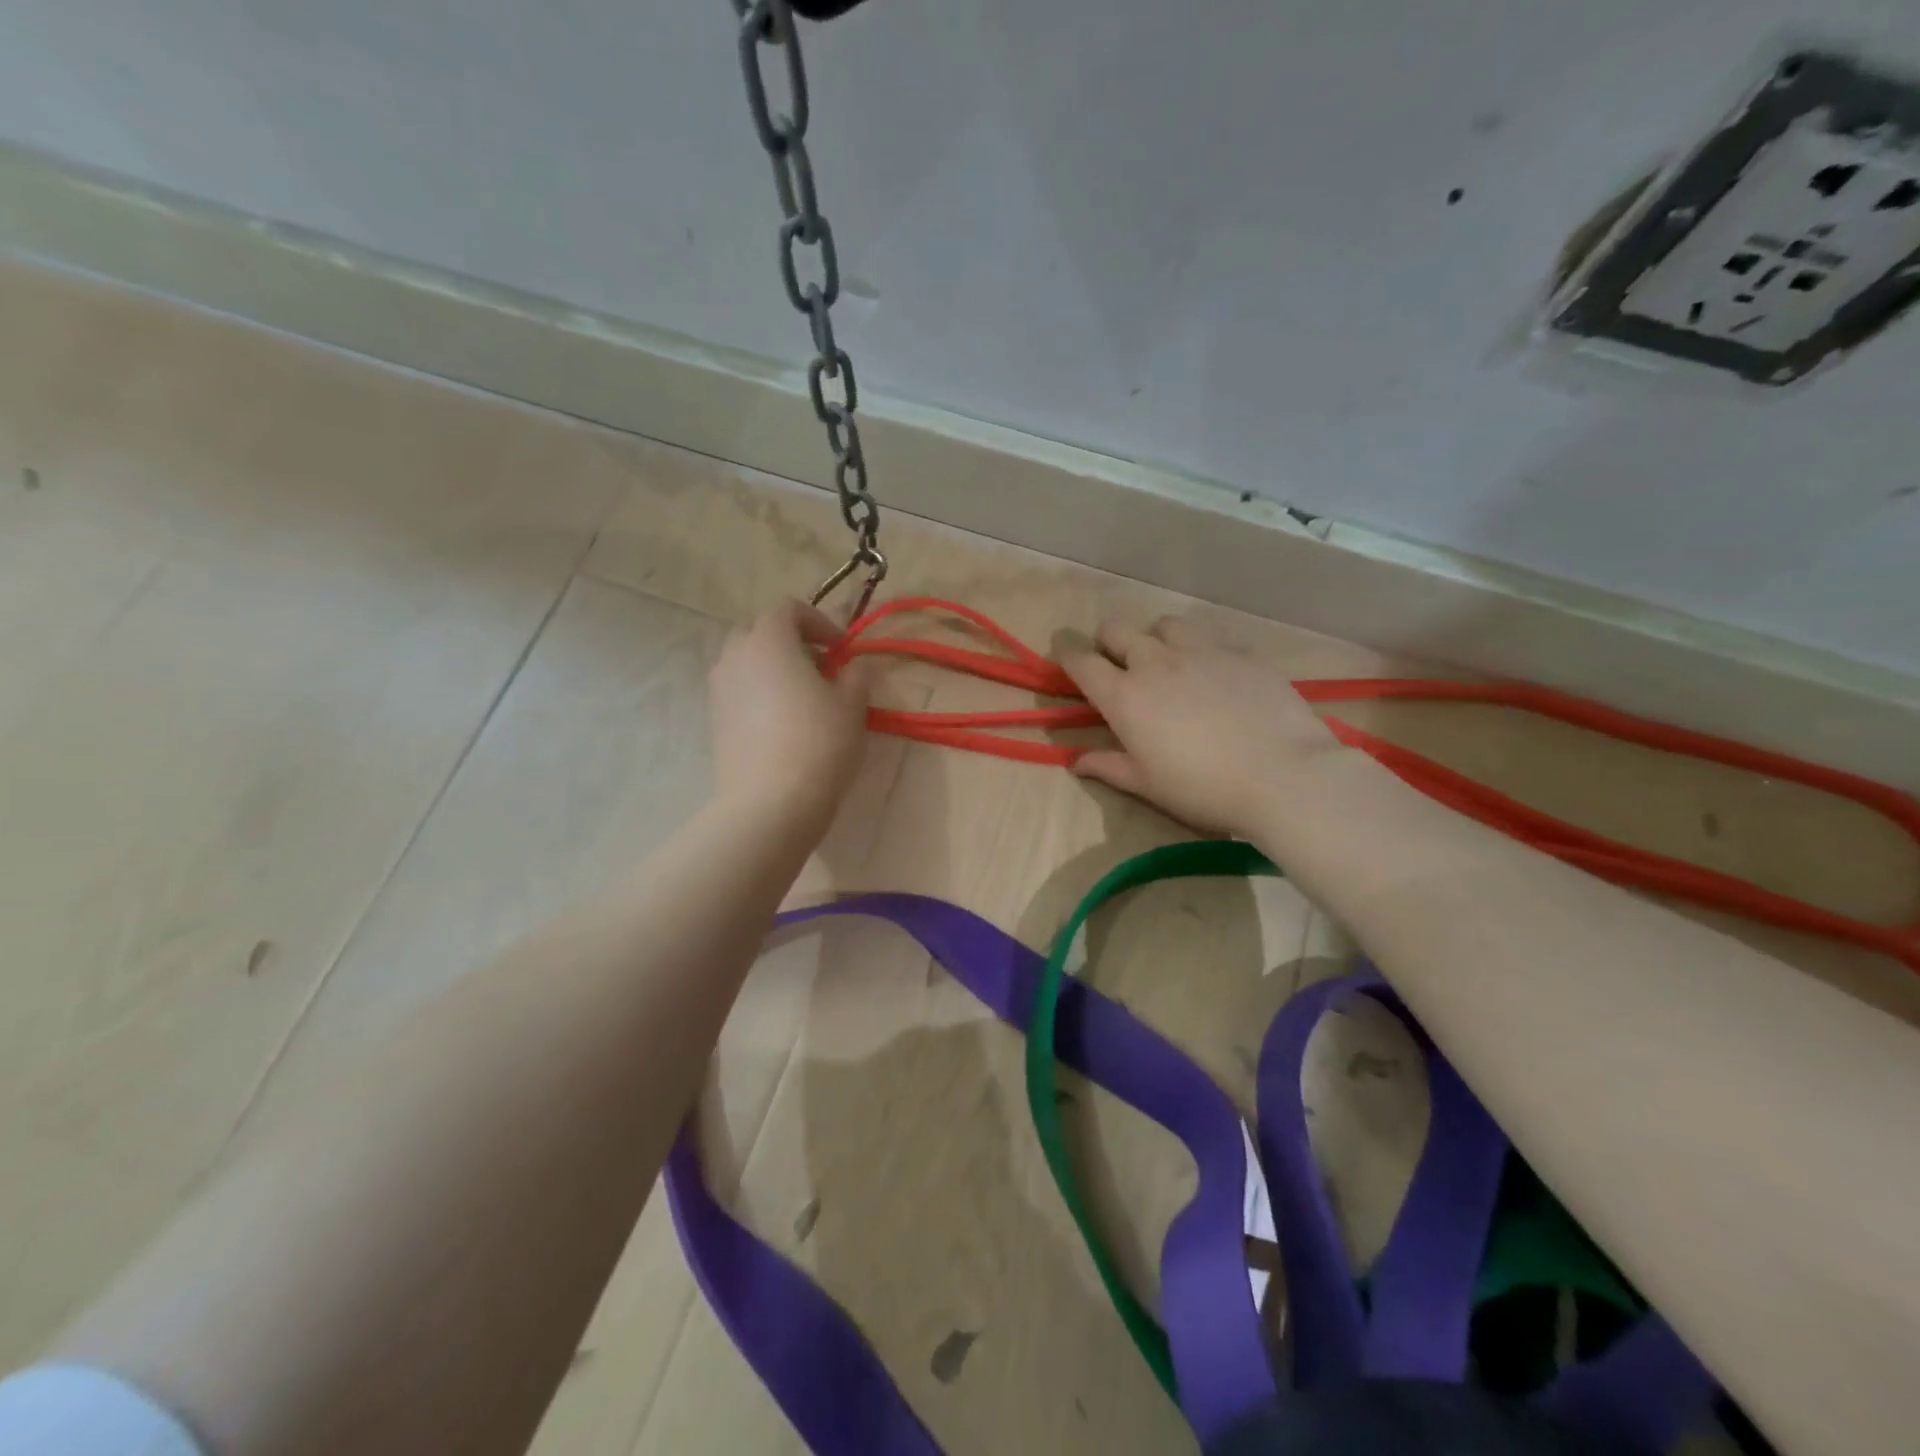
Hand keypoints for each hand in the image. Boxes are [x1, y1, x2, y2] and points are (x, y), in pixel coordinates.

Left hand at [708, 601, 876, 836]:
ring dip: (773, 668)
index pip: (788, 609)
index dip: (818, 622)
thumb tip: (854, 668)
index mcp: (768, 640)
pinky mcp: (714, 720)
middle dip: (791, 642)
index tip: (841, 649)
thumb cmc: (818, 743)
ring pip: (745, 662)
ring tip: (802, 697)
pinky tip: (783, 724)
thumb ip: (856, 676)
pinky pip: (738, 691)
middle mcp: (735, 655)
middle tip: (820, 668)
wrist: (770, 802)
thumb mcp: (852, 705)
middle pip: (760, 632)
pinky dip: (759, 693)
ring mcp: (719, 689)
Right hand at [1060, 616, 1345, 837]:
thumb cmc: (1203, 789)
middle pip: (1117, 630)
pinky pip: (1210, 637)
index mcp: (1125, 697)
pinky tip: (1215, 673)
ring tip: (1168, 662)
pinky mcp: (1240, 652)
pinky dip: (1200, 649)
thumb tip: (1075, 762)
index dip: (1069, 659)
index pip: (1082, 663)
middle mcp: (1155, 663)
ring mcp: (1201, 651)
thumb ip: (1108, 766)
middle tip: (1117, 664)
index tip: (1069, 663)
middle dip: (1108, 642)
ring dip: (1156, 638)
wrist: (1283, 775)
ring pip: (1164, 624)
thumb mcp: (1148, 785)